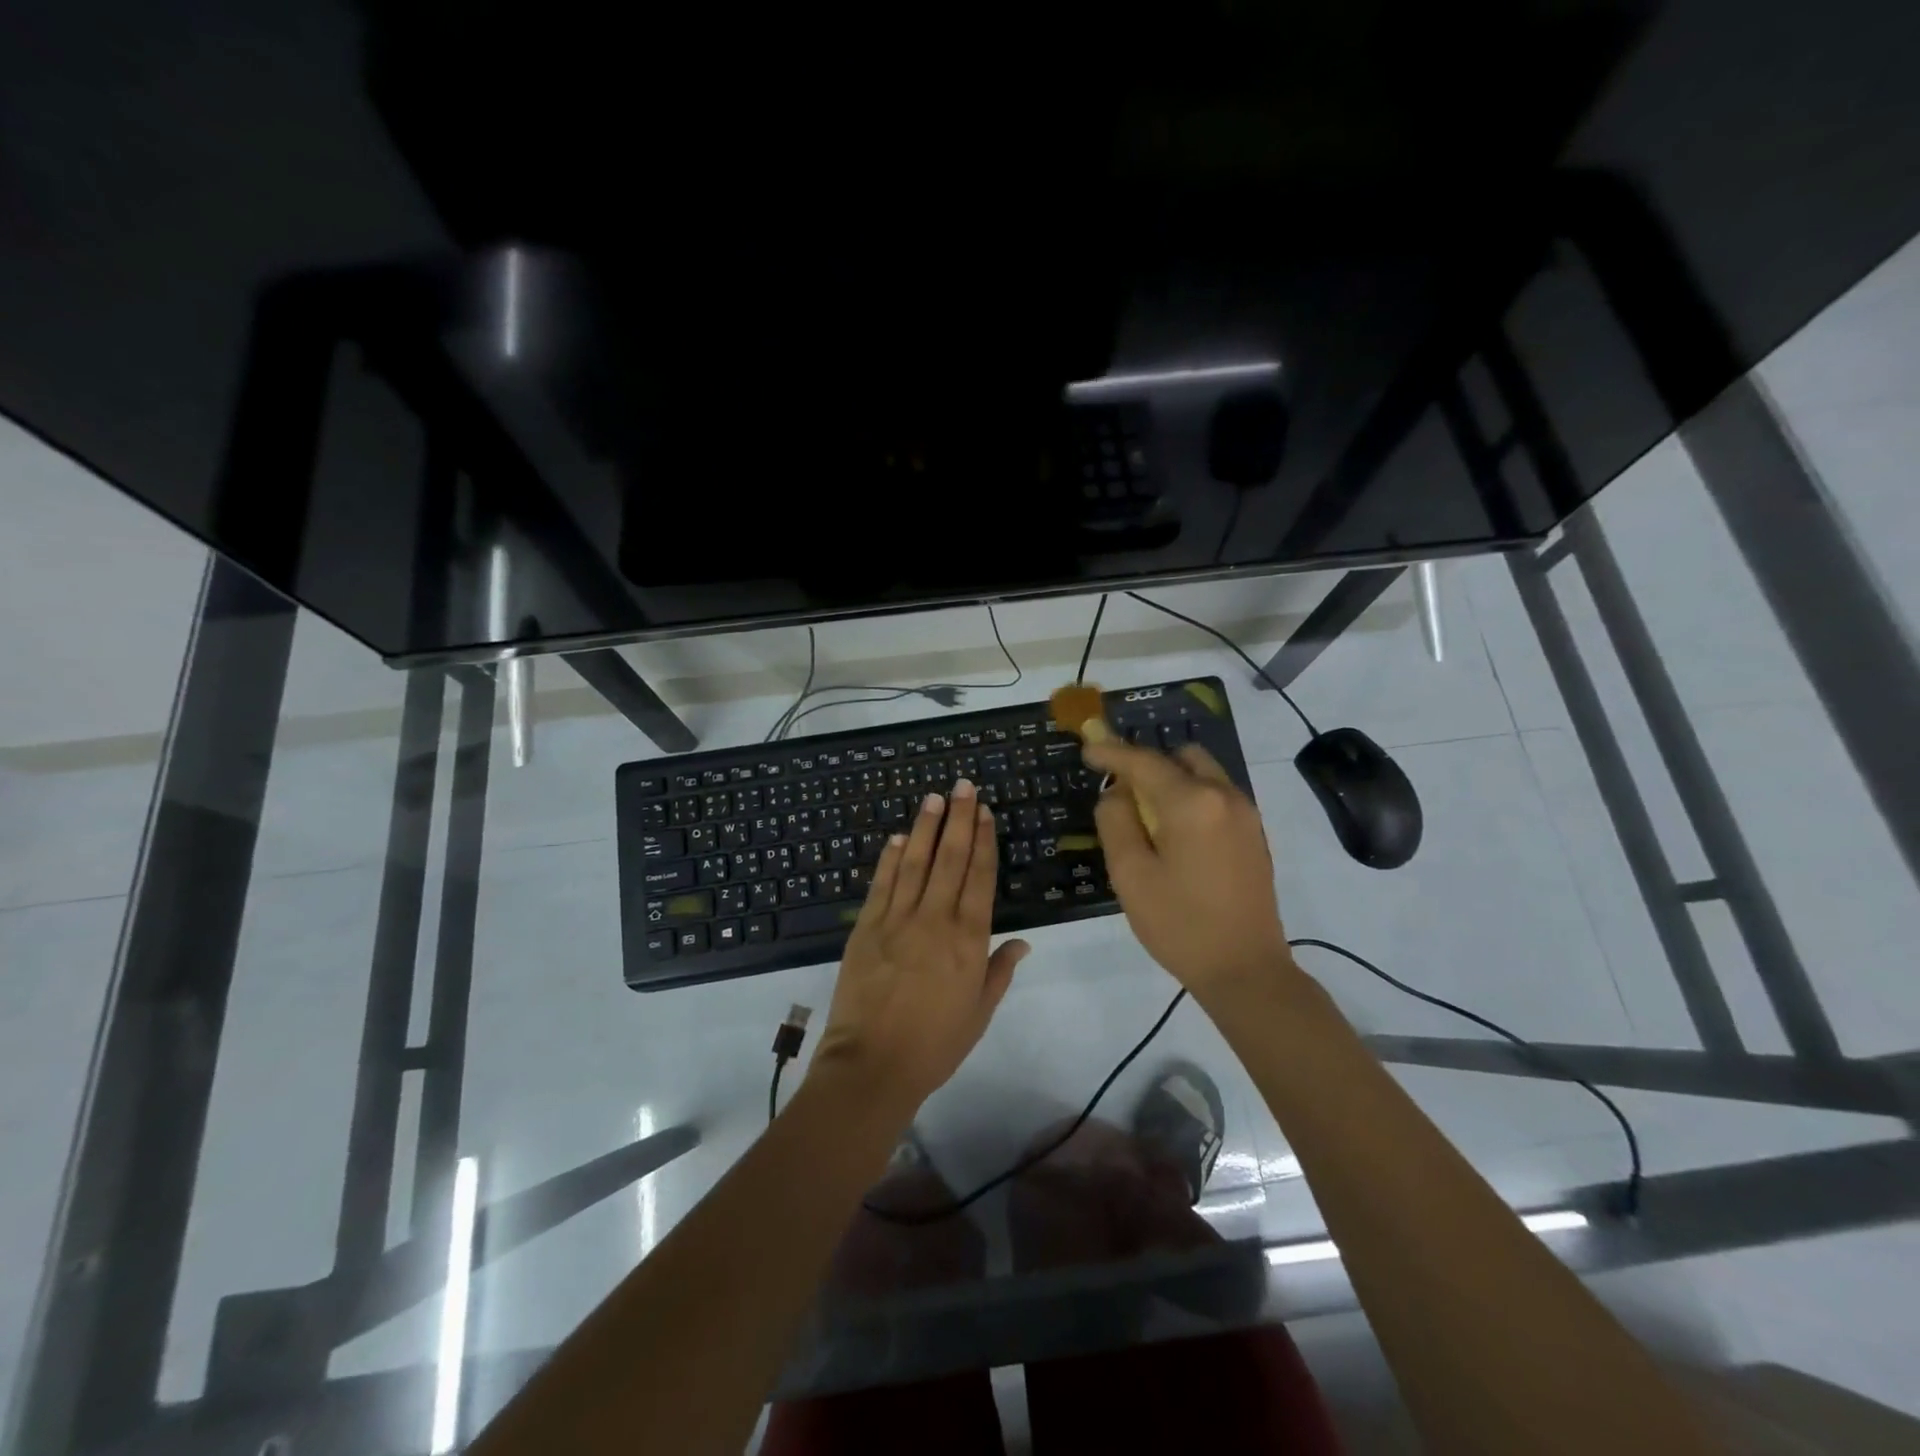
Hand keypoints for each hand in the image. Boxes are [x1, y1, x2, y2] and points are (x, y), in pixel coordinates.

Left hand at [811, 779, 1030, 1113]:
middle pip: (950, 859)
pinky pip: (882, 884)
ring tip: (934, 797)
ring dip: (926, 827)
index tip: (985, 812)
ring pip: (916, 862)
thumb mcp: (979, 1013)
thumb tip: (1022, 941)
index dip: (984, 841)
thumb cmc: (935, 1044)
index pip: (980, 877)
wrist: (873, 1064)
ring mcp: (897, 919)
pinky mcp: (866, 926)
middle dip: (959, 819)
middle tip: (963, 786)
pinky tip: (899, 837)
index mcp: (968, 940)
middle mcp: (935, 919)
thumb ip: (999, 971)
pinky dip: (891, 858)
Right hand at [1084, 737, 1292, 999]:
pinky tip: (1175, 835)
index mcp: (1192, 803)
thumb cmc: (1179, 924)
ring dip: (1171, 781)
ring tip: (1147, 818)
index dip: (1112, 752)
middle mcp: (1225, 796)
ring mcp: (1246, 814)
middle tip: (1121, 792)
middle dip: (1147, 764)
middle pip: (1181, 757)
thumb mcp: (1130, 873)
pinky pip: (1216, 796)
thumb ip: (1116, 821)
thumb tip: (1117, 792)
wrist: (1246, 970)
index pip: (1144, 761)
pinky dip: (1191, 798)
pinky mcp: (1254, 833)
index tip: (1088, 747)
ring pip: (1202, 774)